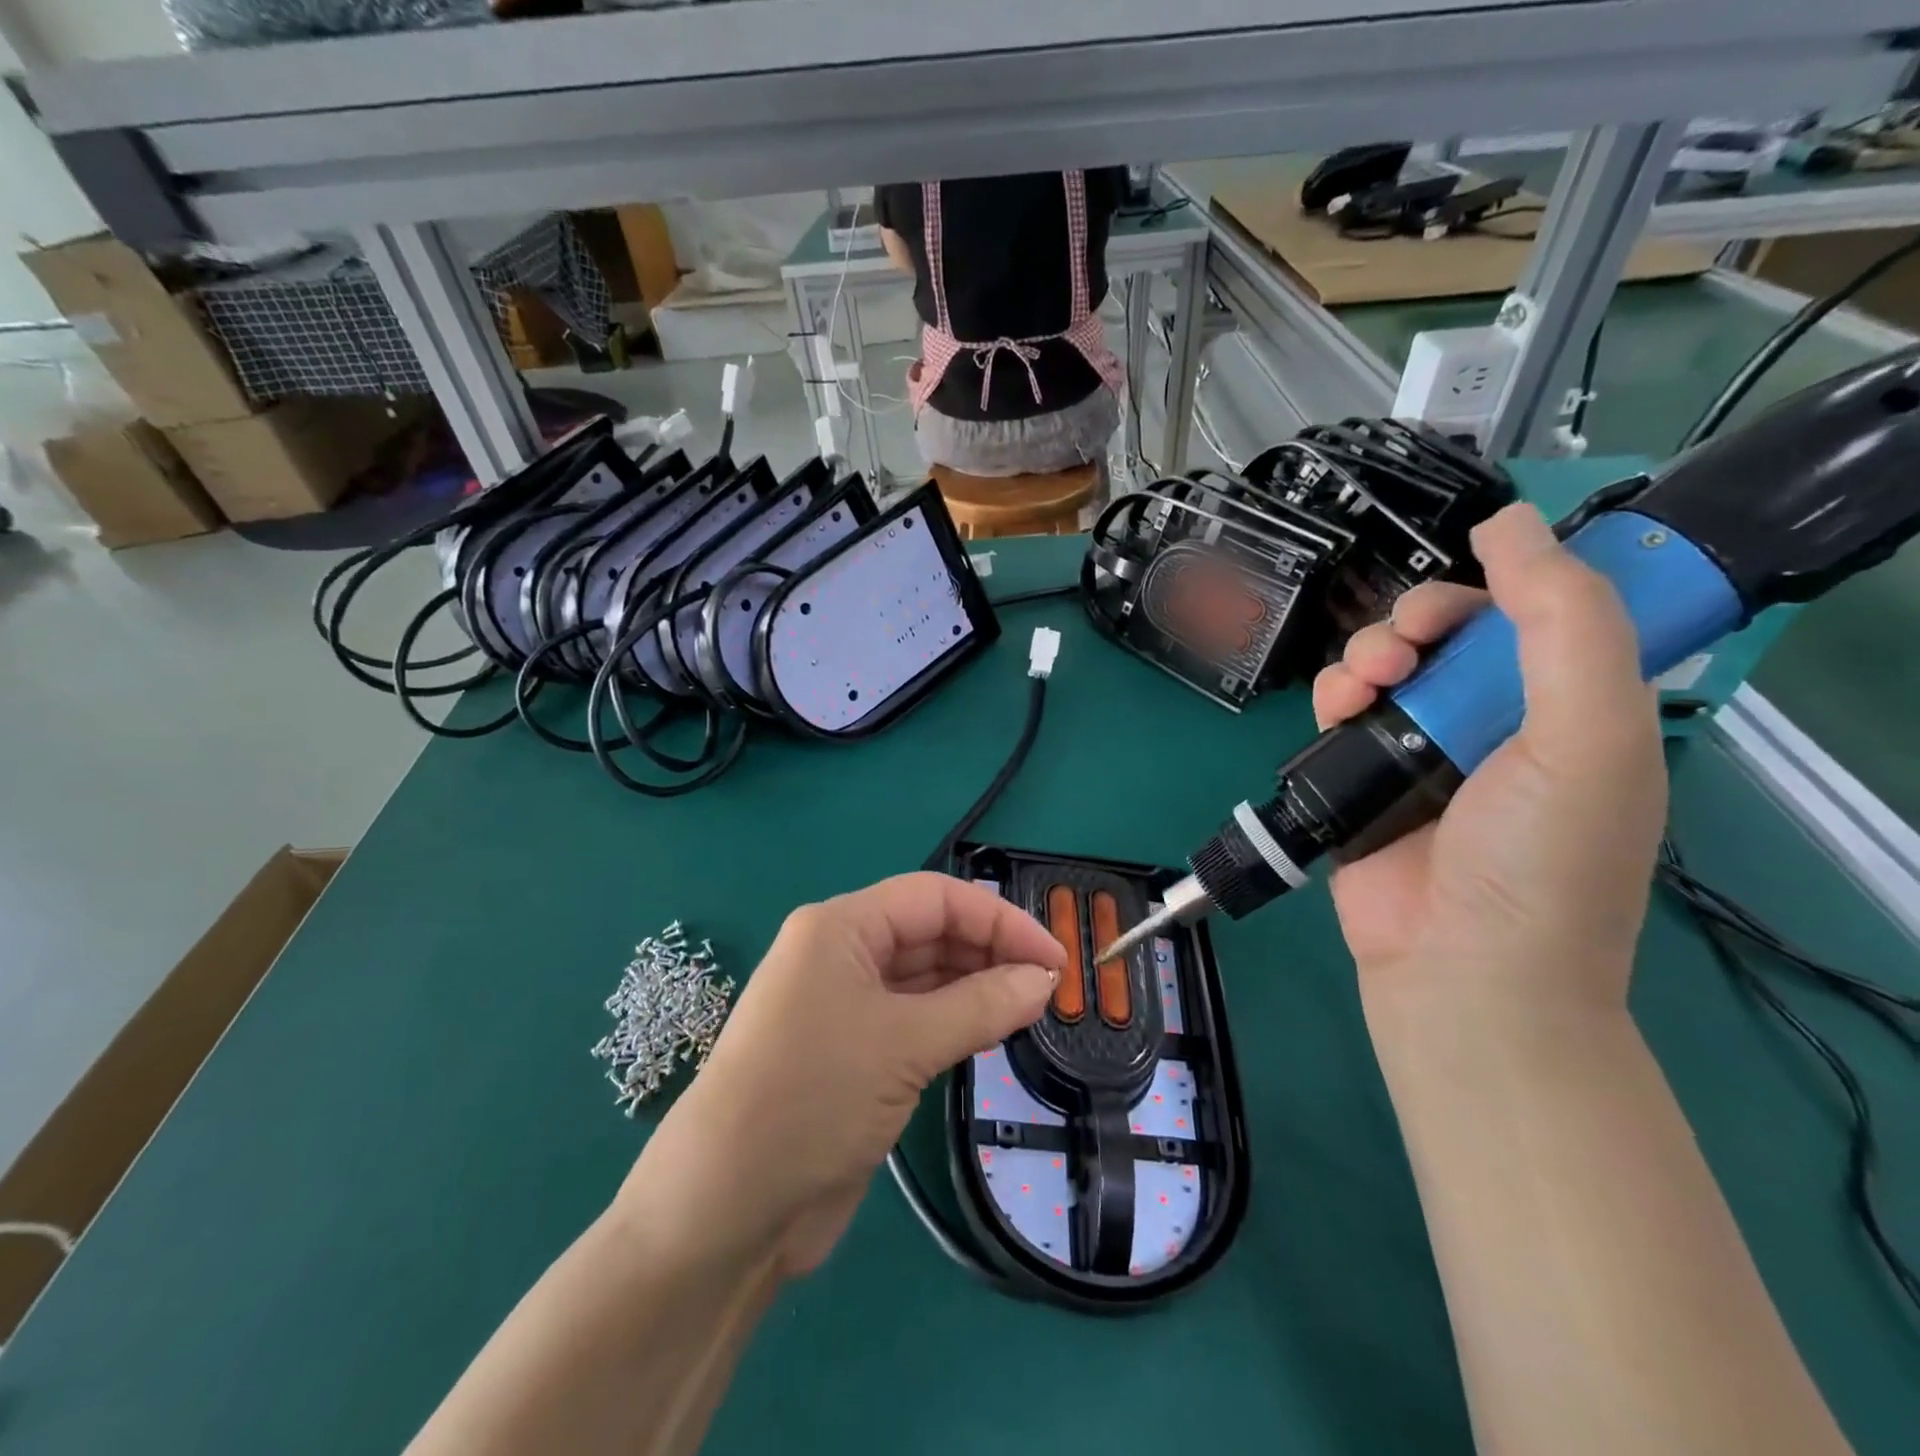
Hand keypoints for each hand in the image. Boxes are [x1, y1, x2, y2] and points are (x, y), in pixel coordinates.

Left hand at [619, 873, 1064, 1277]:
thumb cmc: (811, 1098)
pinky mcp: (854, 1053)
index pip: (933, 898)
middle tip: (1049, 987)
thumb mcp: (903, 1044)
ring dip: (977, 987)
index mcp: (840, 927)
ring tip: (1032, 1008)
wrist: (725, 1210)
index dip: (997, 919)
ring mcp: (845, 1005)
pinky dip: (956, 1020)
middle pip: (930, 933)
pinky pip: (916, 1019)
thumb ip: (981, 1005)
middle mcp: (842, 955)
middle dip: (990, 951)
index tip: (1053, 956)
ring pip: (926, 977)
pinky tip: (992, 1031)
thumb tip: (1045, 979)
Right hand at [1311, 504, 1665, 1017]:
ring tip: (1361, 686)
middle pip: (1448, 633)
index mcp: (1573, 707)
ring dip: (1365, 656)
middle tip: (1399, 653)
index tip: (1456, 603)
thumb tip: (1510, 522)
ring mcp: (1426, 751)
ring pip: (1387, 665)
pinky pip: (1343, 710)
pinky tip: (1335, 708)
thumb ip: (1565, 623)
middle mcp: (1499, 722)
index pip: (1534, 613)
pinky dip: (1334, 695)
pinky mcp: (1365, 777)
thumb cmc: (1539, 861)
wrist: (1461, 972)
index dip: (1493, 588)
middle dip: (1414, 623)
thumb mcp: (1586, 736)